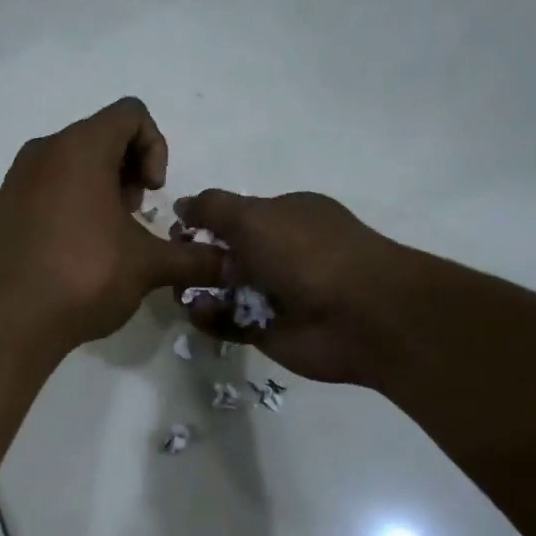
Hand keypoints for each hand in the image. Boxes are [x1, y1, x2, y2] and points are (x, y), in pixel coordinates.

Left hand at [0, 99, 225, 348]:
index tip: (152, 193)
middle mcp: (43, 151)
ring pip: (69, 163)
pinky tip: (73, 251)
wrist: (12, 319)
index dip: (155, 147)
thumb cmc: (85, 276)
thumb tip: (229, 264)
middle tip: (132, 218)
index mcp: (80, 147)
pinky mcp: (2, 208)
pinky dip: (67, 204)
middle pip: (99, 136)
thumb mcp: (148, 266)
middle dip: (127, 171)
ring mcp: (16, 179)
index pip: (131, 114)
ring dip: (98, 189)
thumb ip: (194, 258)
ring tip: (106, 238)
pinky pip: (43, 188)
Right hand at [174, 189, 427, 386]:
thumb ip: (212, 208)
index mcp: (284, 216)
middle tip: (174, 268)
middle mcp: (279, 252)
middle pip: (223, 255)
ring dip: (198, 291)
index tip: (174, 232)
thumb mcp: (253, 216)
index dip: (202, 223)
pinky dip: (210, 318)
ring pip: (221, 291)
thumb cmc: (307, 254)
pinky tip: (201, 313)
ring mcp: (273, 293)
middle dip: (194, 259)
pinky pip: (227, 322)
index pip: (234, 216)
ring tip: (183, 294)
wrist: (360, 317)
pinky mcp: (266, 330)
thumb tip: (181, 205)